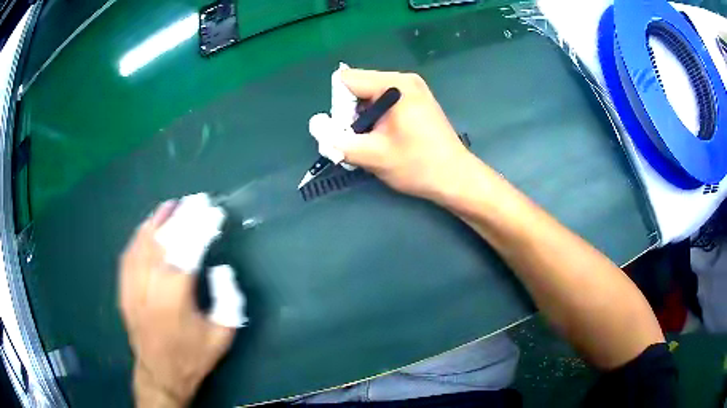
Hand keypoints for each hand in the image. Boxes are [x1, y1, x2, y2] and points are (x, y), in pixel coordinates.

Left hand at [119, 201, 235, 406]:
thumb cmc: (194, 356)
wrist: (161, 374)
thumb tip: (220, 268)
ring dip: (157, 220)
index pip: (189, 248)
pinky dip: (139, 236)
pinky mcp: (123, 289)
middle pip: (164, 240)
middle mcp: (150, 284)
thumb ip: (228, 299)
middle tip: (195, 200)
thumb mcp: (223, 334)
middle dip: (182, 216)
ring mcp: (132, 285)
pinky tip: (147, 226)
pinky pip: (129, 254)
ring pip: (143, 243)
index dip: (202, 226)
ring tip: (171, 205)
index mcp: (176, 296)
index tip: (214, 212)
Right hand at [337, 69, 478, 201]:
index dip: (339, 107)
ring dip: (363, 119)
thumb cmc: (418, 166)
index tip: (350, 131)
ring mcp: (412, 88)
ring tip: (375, 142)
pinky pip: (383, 102)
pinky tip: (385, 138)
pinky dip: (376, 119)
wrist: (455, 178)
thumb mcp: (373, 156)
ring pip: (369, 96)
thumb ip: (338, 141)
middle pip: (358, 86)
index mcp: (395, 85)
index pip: (346, 81)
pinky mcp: (416, 100)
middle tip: (362, 140)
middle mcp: (403, 79)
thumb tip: (315, 126)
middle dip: (351, 114)